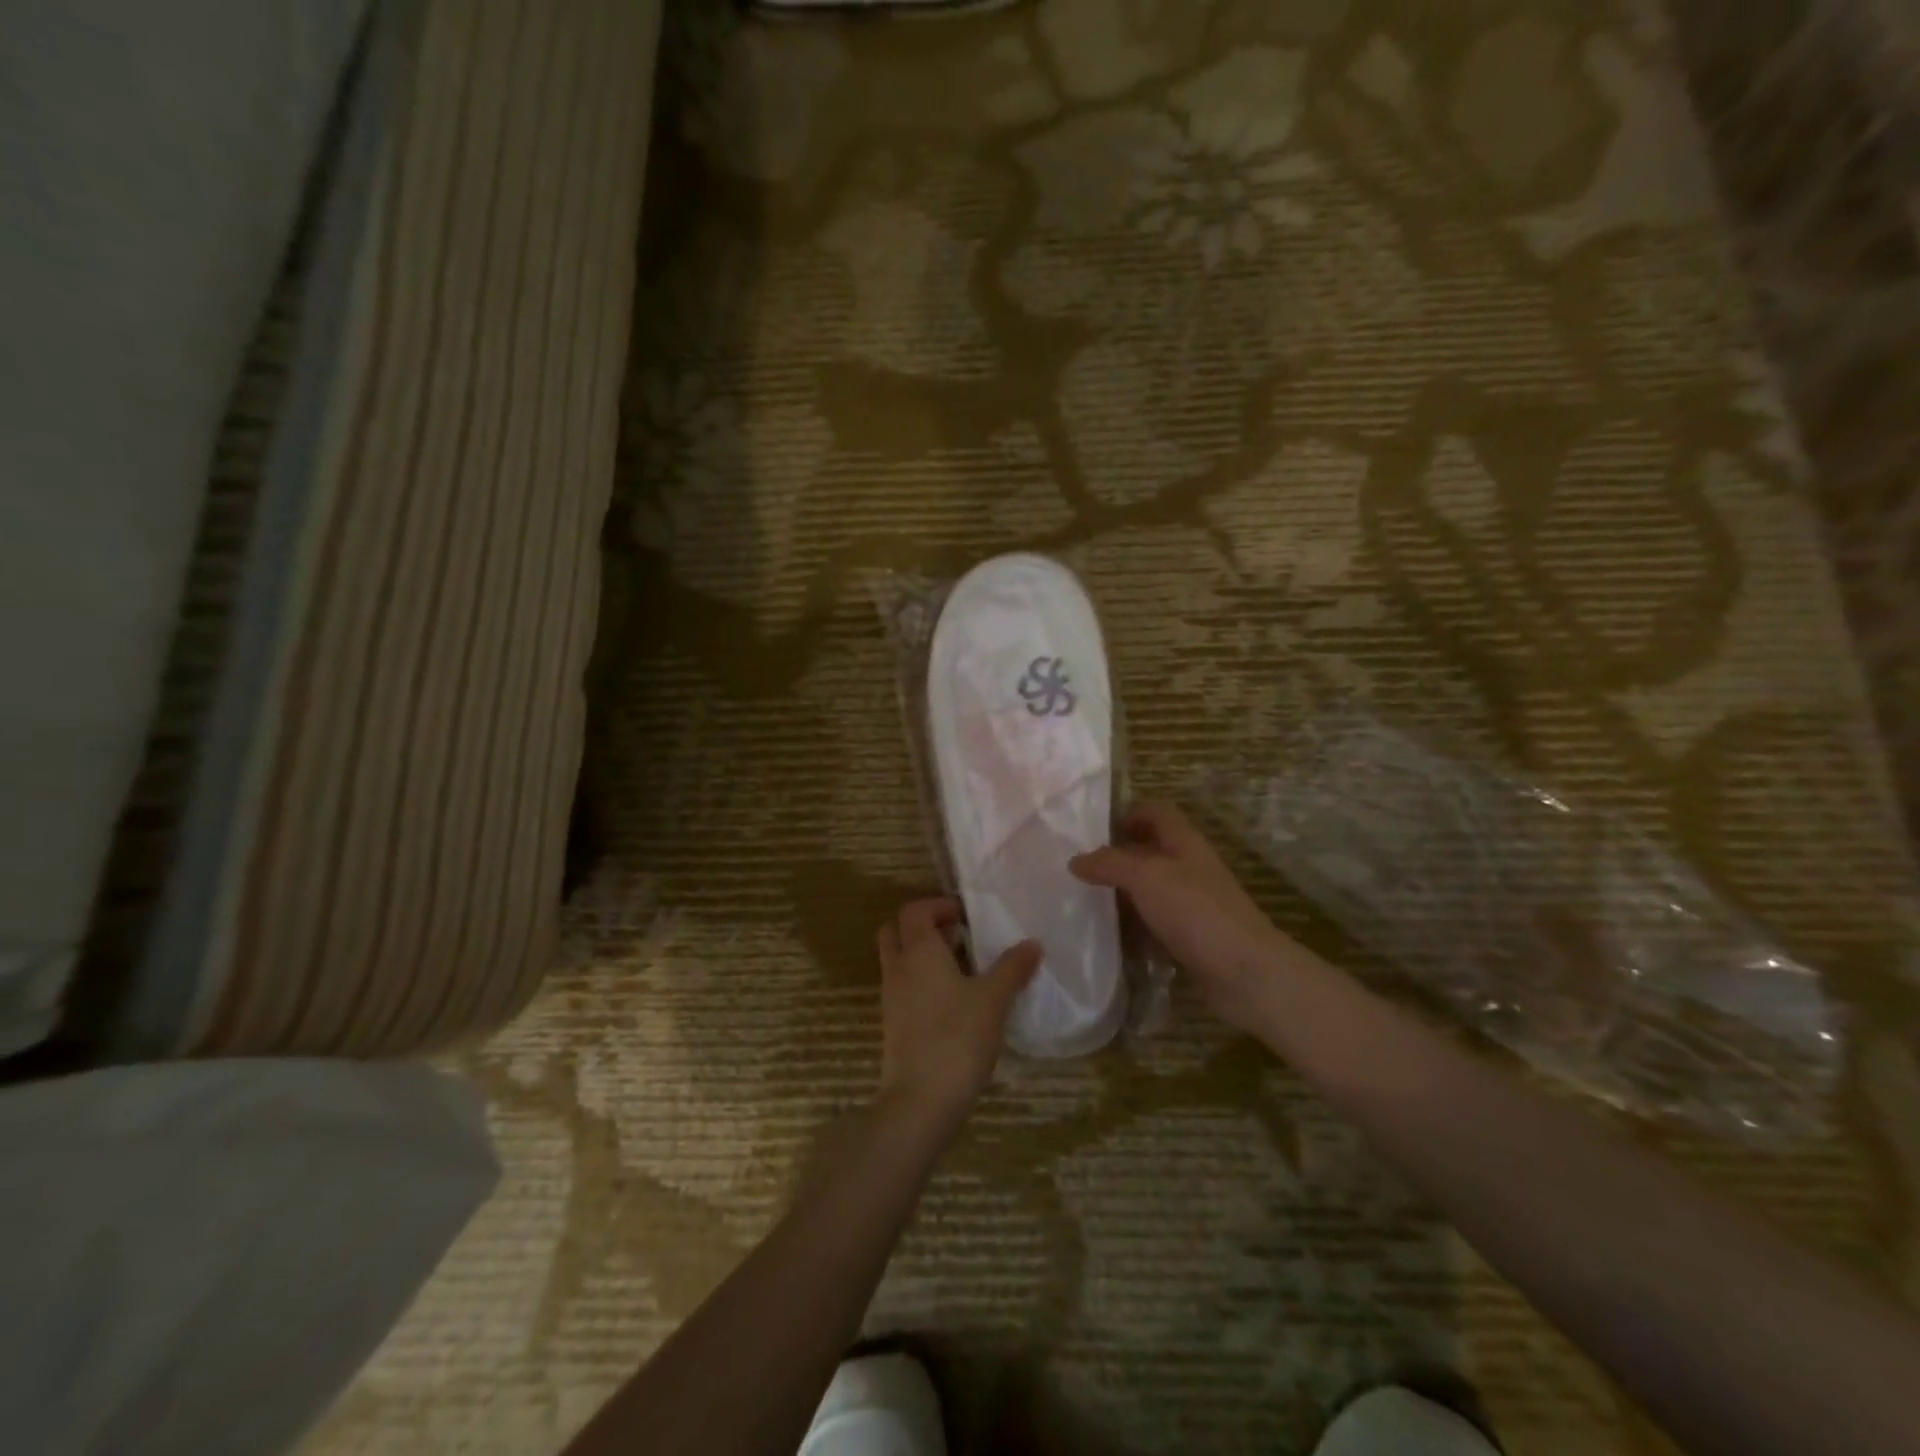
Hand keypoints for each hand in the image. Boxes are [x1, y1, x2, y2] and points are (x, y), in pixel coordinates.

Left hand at [876, 898, 1040, 1128]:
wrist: (921, 1100)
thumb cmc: (957, 1037)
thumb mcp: (993, 999)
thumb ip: (1012, 967)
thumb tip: (1032, 943)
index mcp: (918, 951)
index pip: (914, 910)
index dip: (938, 906)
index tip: (967, 916)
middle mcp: (898, 967)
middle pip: (898, 931)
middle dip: (925, 927)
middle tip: (959, 936)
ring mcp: (892, 998)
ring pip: (900, 960)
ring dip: (925, 956)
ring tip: (965, 969)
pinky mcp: (894, 1024)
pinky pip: (904, 988)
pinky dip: (923, 982)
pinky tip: (956, 1002)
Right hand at [1070, 801, 1308, 1034]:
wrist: (1245, 973)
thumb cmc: (1195, 911)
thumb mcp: (1146, 876)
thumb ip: (1109, 864)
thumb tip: (1075, 860)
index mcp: (1185, 843)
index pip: (1157, 813)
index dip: (1129, 815)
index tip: (1095, 832)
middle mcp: (1190, 868)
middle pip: (1151, 851)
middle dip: (1118, 857)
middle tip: (1080, 869)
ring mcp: (1193, 904)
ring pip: (1152, 889)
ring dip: (1124, 893)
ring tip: (1086, 901)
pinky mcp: (1192, 937)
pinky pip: (1156, 922)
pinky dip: (1135, 925)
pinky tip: (1112, 936)